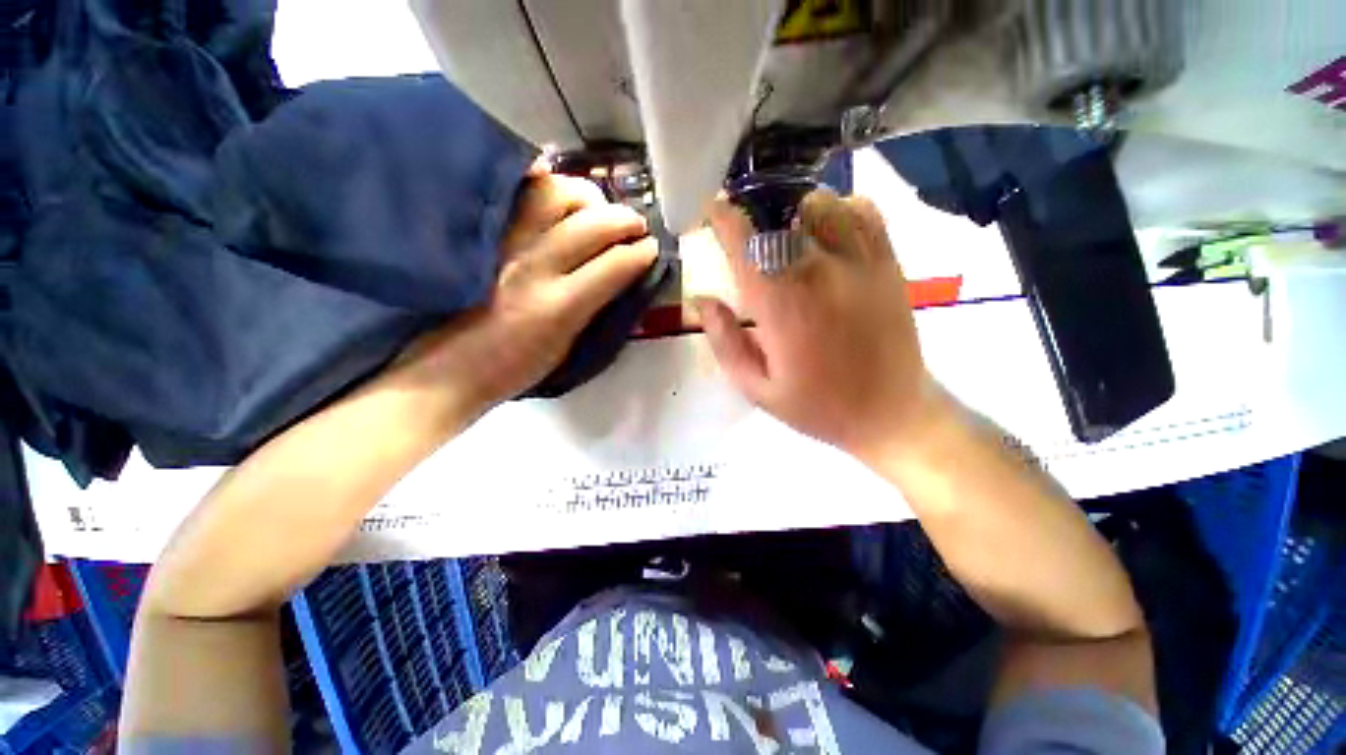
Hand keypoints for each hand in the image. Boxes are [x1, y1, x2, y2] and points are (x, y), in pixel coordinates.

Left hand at [387, 170, 657, 426]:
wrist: (445, 371)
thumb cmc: (512, 370)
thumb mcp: (566, 347)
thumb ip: (593, 309)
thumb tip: (618, 278)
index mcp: (559, 307)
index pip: (615, 265)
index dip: (642, 253)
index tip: (652, 248)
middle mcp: (533, 267)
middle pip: (592, 224)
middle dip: (625, 220)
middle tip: (636, 225)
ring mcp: (502, 243)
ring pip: (555, 195)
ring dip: (588, 197)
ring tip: (597, 208)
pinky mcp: (479, 232)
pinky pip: (515, 192)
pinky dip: (541, 183)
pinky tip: (554, 188)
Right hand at [695, 189, 943, 461]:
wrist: (892, 414)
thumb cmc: (818, 407)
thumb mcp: (757, 389)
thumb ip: (724, 342)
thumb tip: (701, 300)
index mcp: (782, 308)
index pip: (746, 245)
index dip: (723, 219)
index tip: (710, 210)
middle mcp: (820, 275)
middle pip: (781, 214)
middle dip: (753, 212)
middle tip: (743, 226)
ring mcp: (860, 264)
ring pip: (822, 204)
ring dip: (794, 210)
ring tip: (784, 231)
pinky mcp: (888, 263)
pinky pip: (863, 212)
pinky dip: (839, 209)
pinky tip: (827, 232)